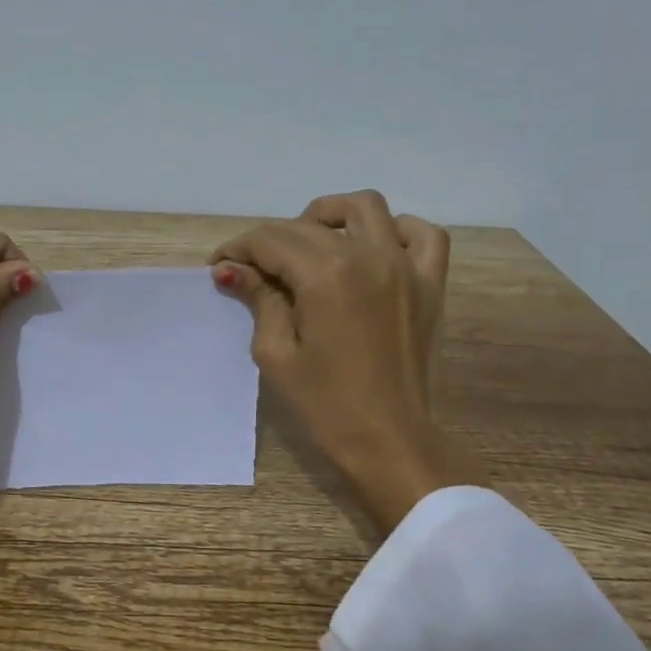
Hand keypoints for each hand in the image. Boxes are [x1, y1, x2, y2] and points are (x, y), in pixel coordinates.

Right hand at [211, 190, 486, 535]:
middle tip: (252, 271)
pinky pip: (423, 234)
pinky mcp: (431, 284)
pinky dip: (396, 230)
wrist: (390, 443)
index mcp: (325, 275)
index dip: (238, 249)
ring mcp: (406, 266)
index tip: (220, 267)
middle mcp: (368, 256)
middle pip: (307, 225)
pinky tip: (374, 248)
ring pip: (365, 207)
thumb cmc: (325, 405)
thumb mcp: (276, 353)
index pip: (270, 240)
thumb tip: (231, 269)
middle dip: (269, 241)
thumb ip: (259, 299)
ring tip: (310, 245)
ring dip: (329, 217)